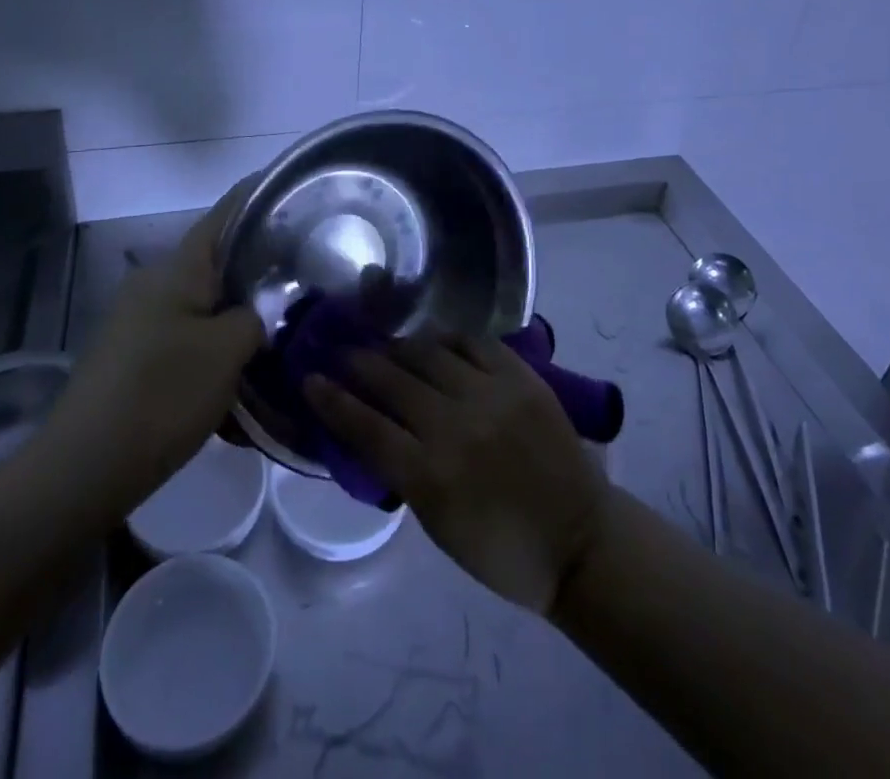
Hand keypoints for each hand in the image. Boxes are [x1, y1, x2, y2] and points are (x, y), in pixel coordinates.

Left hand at [47, 183, 263, 518]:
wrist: (84, 467)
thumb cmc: (162, 394)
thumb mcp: (226, 351)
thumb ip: (254, 317)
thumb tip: (258, 311)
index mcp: (178, 269)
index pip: (225, 214)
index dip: (258, 194)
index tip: (293, 187)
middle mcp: (155, 284)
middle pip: (217, 261)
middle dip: (258, 266)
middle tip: (303, 275)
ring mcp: (140, 321)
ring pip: (204, 305)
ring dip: (238, 318)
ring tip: (279, 334)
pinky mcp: (133, 356)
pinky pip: (186, 340)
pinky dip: (215, 352)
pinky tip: (240, 384)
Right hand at [305, 338, 608, 612]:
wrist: (579, 539)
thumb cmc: (501, 550)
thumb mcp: (437, 524)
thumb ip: (402, 471)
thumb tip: (370, 428)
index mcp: (430, 476)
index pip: (365, 427)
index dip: (332, 400)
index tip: (310, 379)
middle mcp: (455, 426)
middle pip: (392, 382)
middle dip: (359, 364)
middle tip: (342, 352)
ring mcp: (491, 395)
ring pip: (429, 354)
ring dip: (399, 347)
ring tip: (385, 343)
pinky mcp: (521, 377)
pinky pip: (473, 343)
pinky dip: (447, 339)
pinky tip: (434, 339)